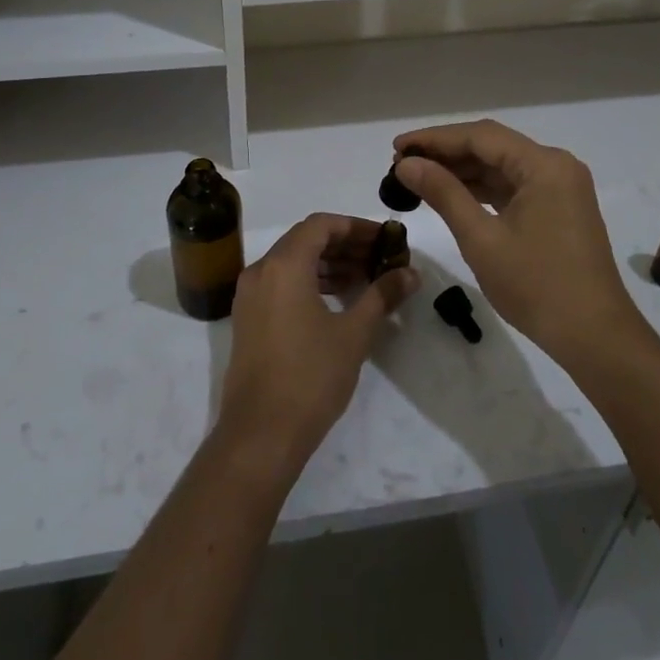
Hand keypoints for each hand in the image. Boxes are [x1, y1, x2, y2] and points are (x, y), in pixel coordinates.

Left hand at [216, 214, 420, 479]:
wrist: (261, 434)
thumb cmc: (310, 377)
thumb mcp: (354, 334)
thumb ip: (382, 295)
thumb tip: (410, 273)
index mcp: (284, 265)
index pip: (322, 225)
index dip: (356, 227)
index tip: (385, 239)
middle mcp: (261, 271)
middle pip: (306, 240)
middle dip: (345, 244)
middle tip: (380, 257)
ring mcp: (250, 295)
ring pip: (293, 262)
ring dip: (329, 263)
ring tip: (365, 277)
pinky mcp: (249, 318)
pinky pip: (281, 283)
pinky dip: (310, 281)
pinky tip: (338, 299)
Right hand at [393, 120, 645, 370]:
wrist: (595, 337)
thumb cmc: (537, 286)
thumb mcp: (481, 239)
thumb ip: (444, 193)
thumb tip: (407, 164)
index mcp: (544, 165)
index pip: (480, 136)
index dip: (435, 138)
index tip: (396, 147)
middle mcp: (556, 166)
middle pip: (492, 146)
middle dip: (446, 153)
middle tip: (402, 163)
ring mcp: (560, 187)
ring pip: (502, 166)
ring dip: (462, 170)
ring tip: (418, 178)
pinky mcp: (559, 208)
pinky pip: (513, 186)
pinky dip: (482, 189)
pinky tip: (451, 195)